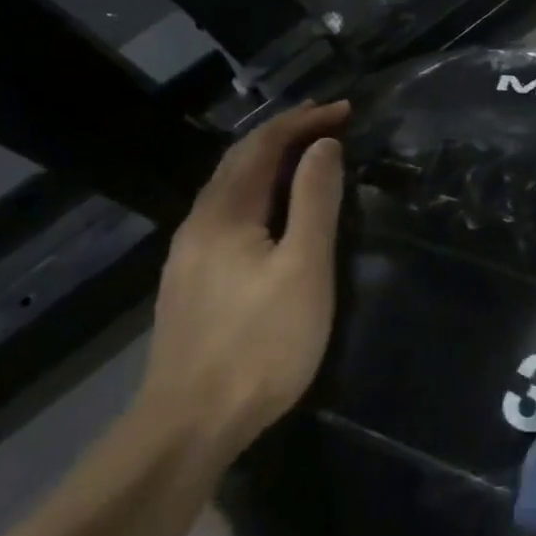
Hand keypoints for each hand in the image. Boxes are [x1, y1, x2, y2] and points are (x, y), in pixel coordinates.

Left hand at [138, 101, 348, 460]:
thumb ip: (315, 200)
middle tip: (329, 122)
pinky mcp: (191, 282)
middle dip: (285, 133)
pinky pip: (227, 214)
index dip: (304, 121)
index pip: (263, 145)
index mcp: (224, 213)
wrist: (189, 425)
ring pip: (230, 188)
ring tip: (308, 157)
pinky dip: (258, 192)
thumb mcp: (304, 267)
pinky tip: (273, 212)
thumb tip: (323, 146)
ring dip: (270, 162)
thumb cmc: (260, 342)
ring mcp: (188, 255)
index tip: (346, 110)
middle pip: (240, 160)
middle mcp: (198, 223)